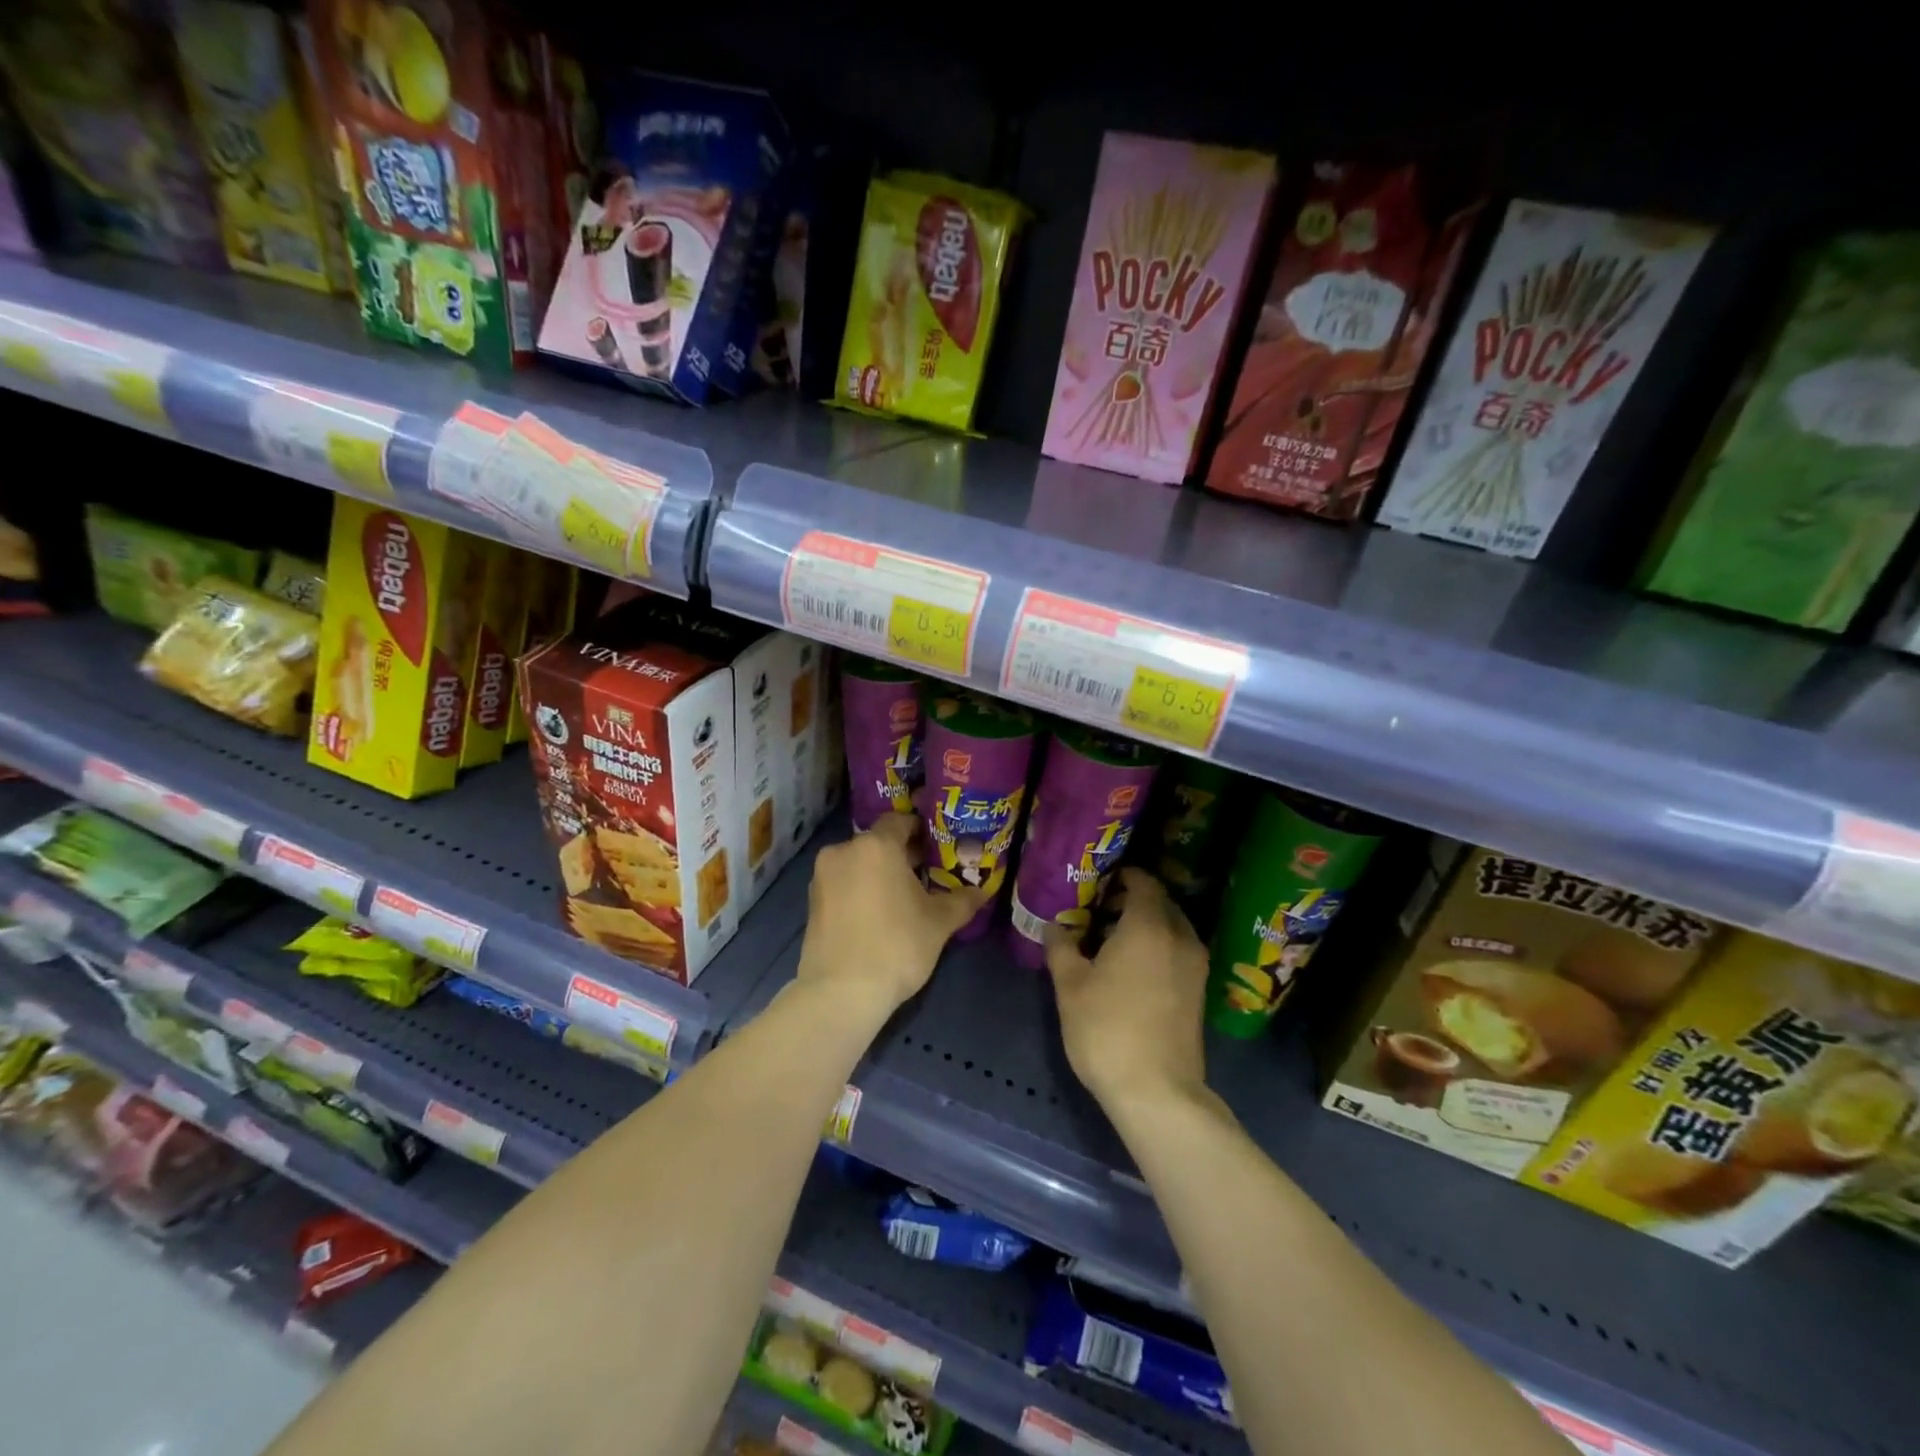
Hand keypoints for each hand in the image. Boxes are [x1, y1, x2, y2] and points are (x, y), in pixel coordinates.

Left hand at [796, 814, 984, 1016]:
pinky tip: (878, 915)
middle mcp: (844, 851)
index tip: (938, 846)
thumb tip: (981, 891)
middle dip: (902, 855)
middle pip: (879, 842)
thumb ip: (962, 900)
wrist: (841, 992)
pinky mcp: (812, 901)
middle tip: (928, 873)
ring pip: (859, 863)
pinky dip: (860, 890)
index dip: (922, 830)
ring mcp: (823, 876)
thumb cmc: (897, 945)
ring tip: (903, 898)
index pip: (901, 821)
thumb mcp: (939, 923)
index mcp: (877, 845)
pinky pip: (843, 883)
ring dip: (879, 873)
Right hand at [1045, 869, 1208, 1113]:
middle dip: (1133, 898)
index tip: (1098, 880)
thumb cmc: (1107, 1030)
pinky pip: (1179, 949)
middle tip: (1099, 907)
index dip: (1122, 876)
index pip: (1143, 882)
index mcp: (1148, 926)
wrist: (1158, 1092)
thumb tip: (1054, 925)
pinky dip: (1159, 945)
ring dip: (1147, 923)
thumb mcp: (1070, 986)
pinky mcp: (1199, 991)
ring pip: (1172, 927)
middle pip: (1160, 902)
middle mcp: (1179, 937)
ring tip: (1111, 938)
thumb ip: (1061, 947)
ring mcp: (1195, 965)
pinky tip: (1132, 966)